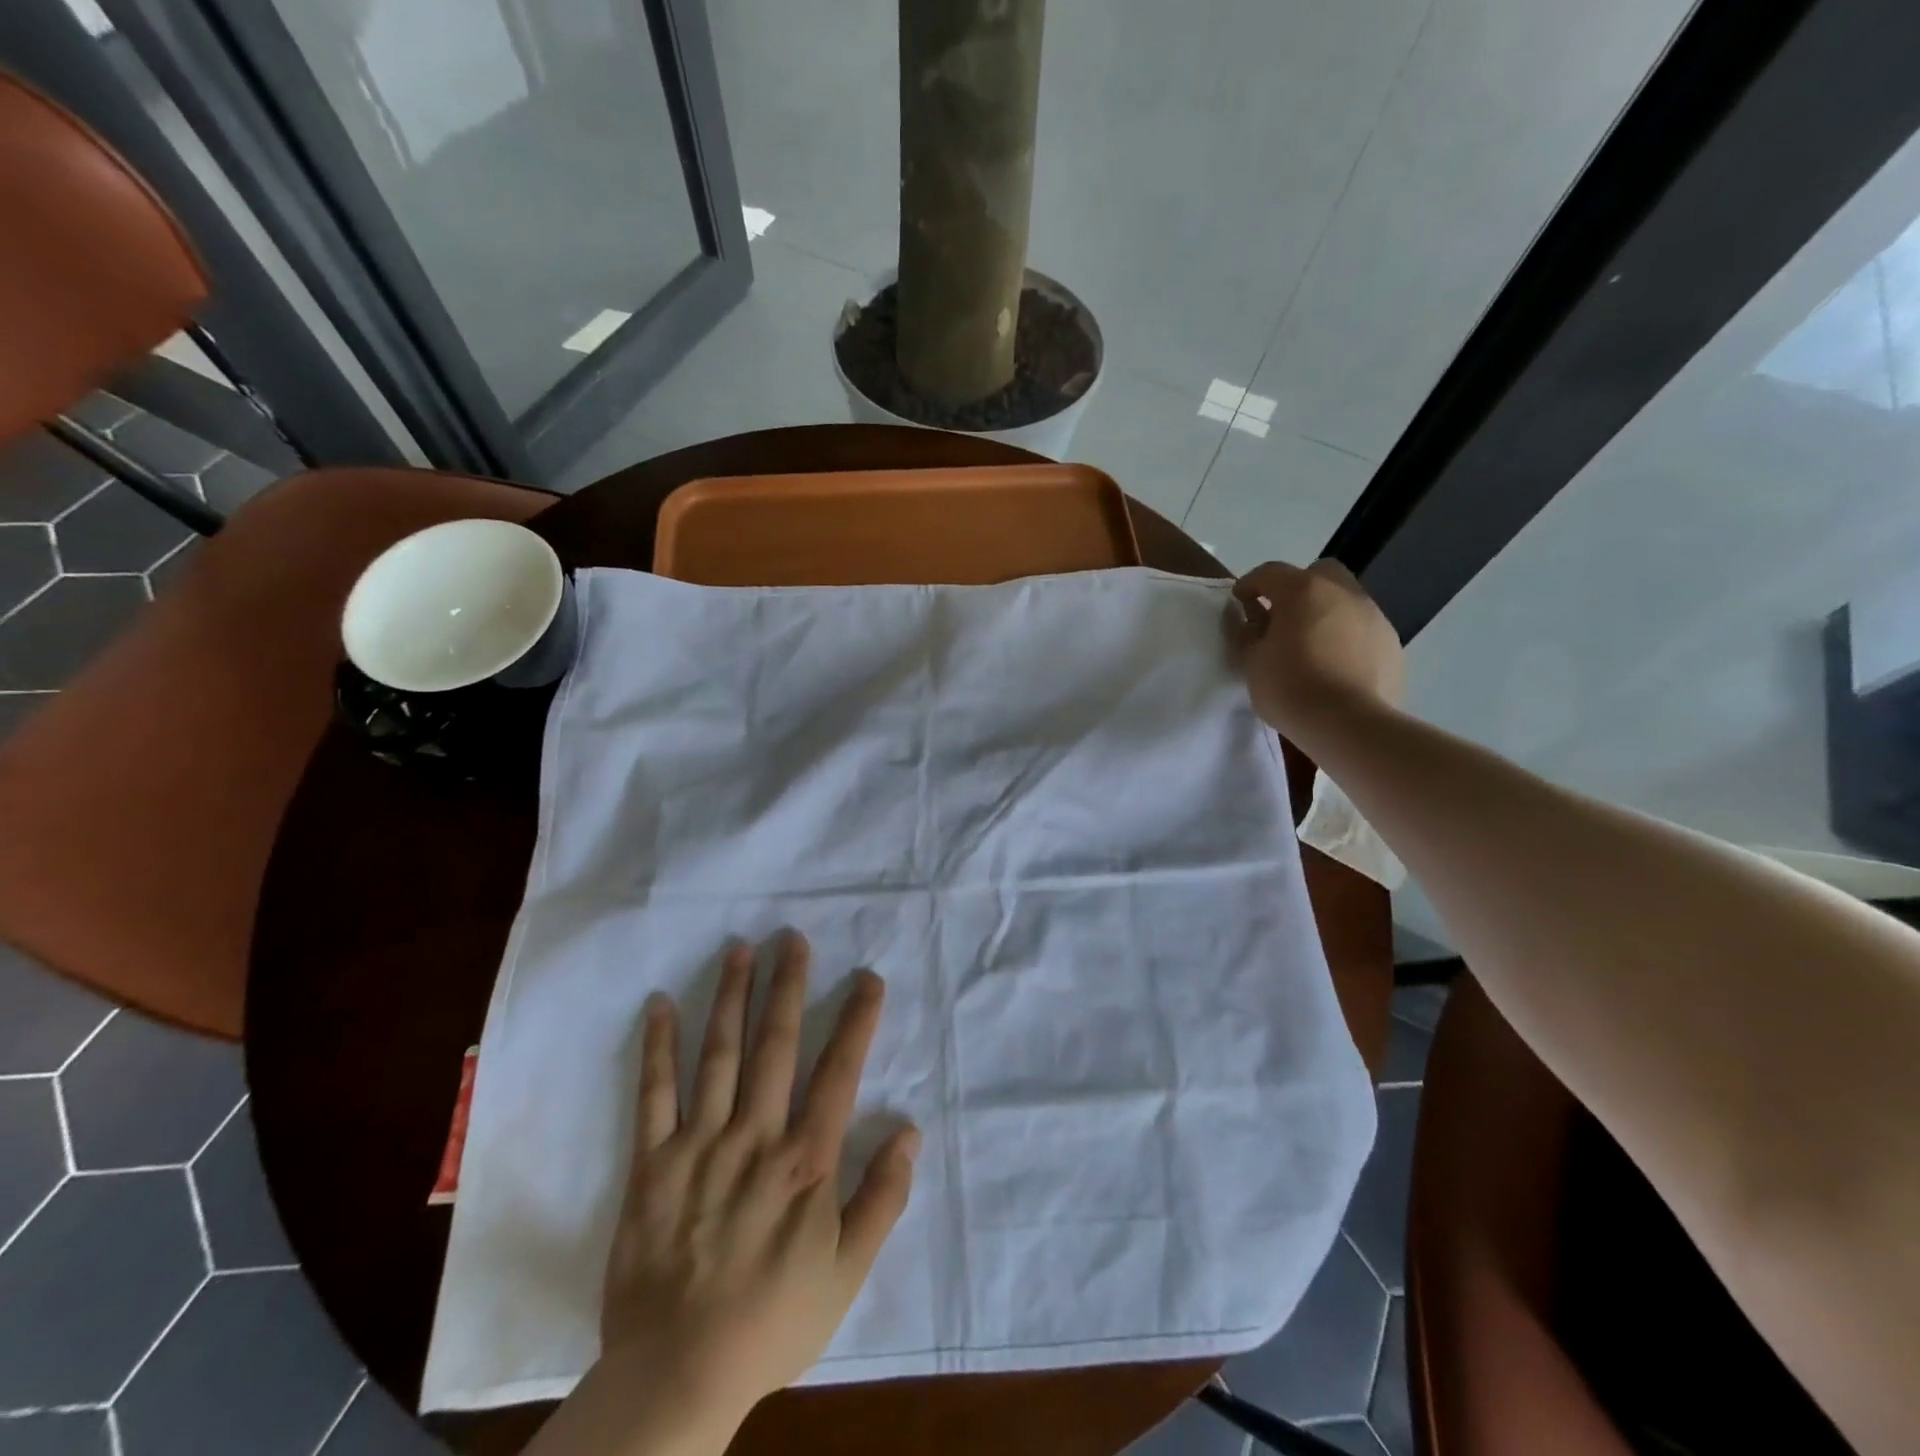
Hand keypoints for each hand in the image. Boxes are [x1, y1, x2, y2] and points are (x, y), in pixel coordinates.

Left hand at [601, 931, 918, 1419]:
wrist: (678, 1374)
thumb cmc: (772, 1321)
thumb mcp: (848, 1272)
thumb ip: (883, 1198)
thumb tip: (909, 1130)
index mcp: (805, 1161)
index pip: (838, 1073)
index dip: (856, 1021)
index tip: (868, 979)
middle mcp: (755, 1137)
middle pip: (775, 1046)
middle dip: (788, 987)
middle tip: (793, 938)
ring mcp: (700, 1144)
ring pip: (719, 1054)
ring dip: (732, 997)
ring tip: (742, 949)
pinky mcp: (651, 1162)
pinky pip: (654, 1094)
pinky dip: (658, 1046)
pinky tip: (661, 1003)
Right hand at [1233, 559, 1403, 735]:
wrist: (1348, 724)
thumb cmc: (1290, 688)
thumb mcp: (1252, 662)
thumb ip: (1250, 633)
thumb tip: (1255, 620)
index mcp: (1304, 591)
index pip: (1270, 573)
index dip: (1250, 584)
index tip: (1239, 602)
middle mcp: (1343, 593)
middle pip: (1319, 573)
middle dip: (1298, 588)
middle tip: (1282, 618)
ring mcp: (1374, 616)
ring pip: (1345, 600)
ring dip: (1325, 614)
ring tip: (1311, 647)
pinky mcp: (1392, 644)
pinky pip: (1362, 629)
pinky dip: (1346, 638)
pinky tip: (1335, 666)